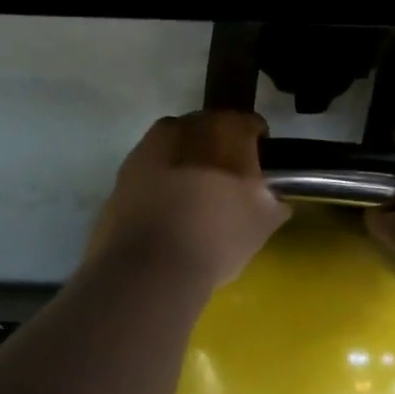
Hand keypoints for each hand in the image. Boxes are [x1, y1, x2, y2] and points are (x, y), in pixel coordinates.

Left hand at [86, 112, 290, 290]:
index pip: (248, 125)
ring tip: (193, 198)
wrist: (150, 268)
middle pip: (207, 131)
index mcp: (224, 130)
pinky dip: (160, 184)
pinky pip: (151, 172)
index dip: (257, 144)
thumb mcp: (262, 223)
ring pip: (175, 149)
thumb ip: (273, 201)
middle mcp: (183, 127)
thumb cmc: (217, 237)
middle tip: (226, 182)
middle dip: (218, 151)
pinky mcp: (122, 175)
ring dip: (185, 164)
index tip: (260, 167)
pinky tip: (167, 212)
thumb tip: (272, 198)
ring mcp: (146, 148)